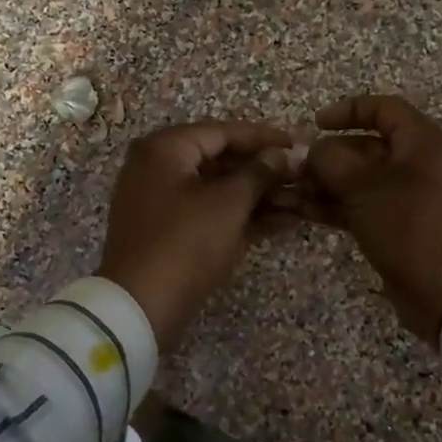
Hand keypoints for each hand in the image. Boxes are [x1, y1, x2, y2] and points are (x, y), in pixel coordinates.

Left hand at [97, 120, 294, 347]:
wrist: (139, 309)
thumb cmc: (185, 244)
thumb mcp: (228, 204)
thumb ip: (257, 173)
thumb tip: (279, 155)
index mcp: (165, 150)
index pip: (222, 132)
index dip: (263, 137)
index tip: (297, 143)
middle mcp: (158, 168)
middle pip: (221, 160)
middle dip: (264, 171)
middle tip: (302, 175)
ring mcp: (162, 202)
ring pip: (218, 190)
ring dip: (259, 196)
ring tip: (301, 201)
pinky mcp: (170, 232)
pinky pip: (211, 213)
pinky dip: (242, 216)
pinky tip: (283, 222)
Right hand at [287, 95, 441, 346]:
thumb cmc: (412, 224)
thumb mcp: (365, 186)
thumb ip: (331, 161)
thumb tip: (311, 150)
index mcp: (420, 141)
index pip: (383, 109)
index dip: (348, 111)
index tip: (314, 123)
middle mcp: (415, 164)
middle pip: (364, 148)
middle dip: (326, 155)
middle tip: (292, 169)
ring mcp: (405, 198)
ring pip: (358, 181)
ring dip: (323, 184)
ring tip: (286, 193)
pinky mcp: (395, 228)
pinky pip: (359, 208)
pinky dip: (333, 207)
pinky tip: (302, 211)